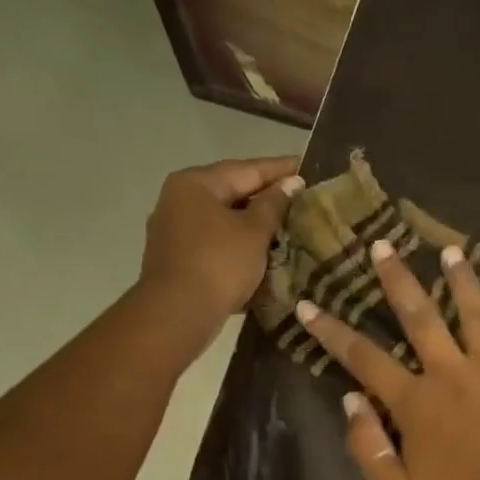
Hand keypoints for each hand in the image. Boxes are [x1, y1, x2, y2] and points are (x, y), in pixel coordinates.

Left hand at [138, 156, 300, 338]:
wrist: (178, 313)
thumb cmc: (219, 264)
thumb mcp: (254, 232)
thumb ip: (273, 205)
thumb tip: (290, 184)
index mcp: (196, 183)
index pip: (246, 169)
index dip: (279, 169)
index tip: (305, 166)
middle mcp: (179, 199)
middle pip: (231, 191)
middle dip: (265, 196)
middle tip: (299, 197)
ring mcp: (174, 229)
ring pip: (222, 218)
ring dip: (252, 222)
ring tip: (285, 225)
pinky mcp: (177, 257)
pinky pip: (215, 241)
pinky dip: (238, 242)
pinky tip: (259, 249)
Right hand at [297, 241, 479, 479]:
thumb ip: (367, 445)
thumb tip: (351, 399)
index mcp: (416, 402)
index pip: (364, 357)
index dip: (332, 330)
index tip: (310, 304)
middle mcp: (454, 375)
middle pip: (421, 317)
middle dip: (398, 280)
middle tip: (384, 246)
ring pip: (478, 315)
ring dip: (463, 281)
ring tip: (452, 251)